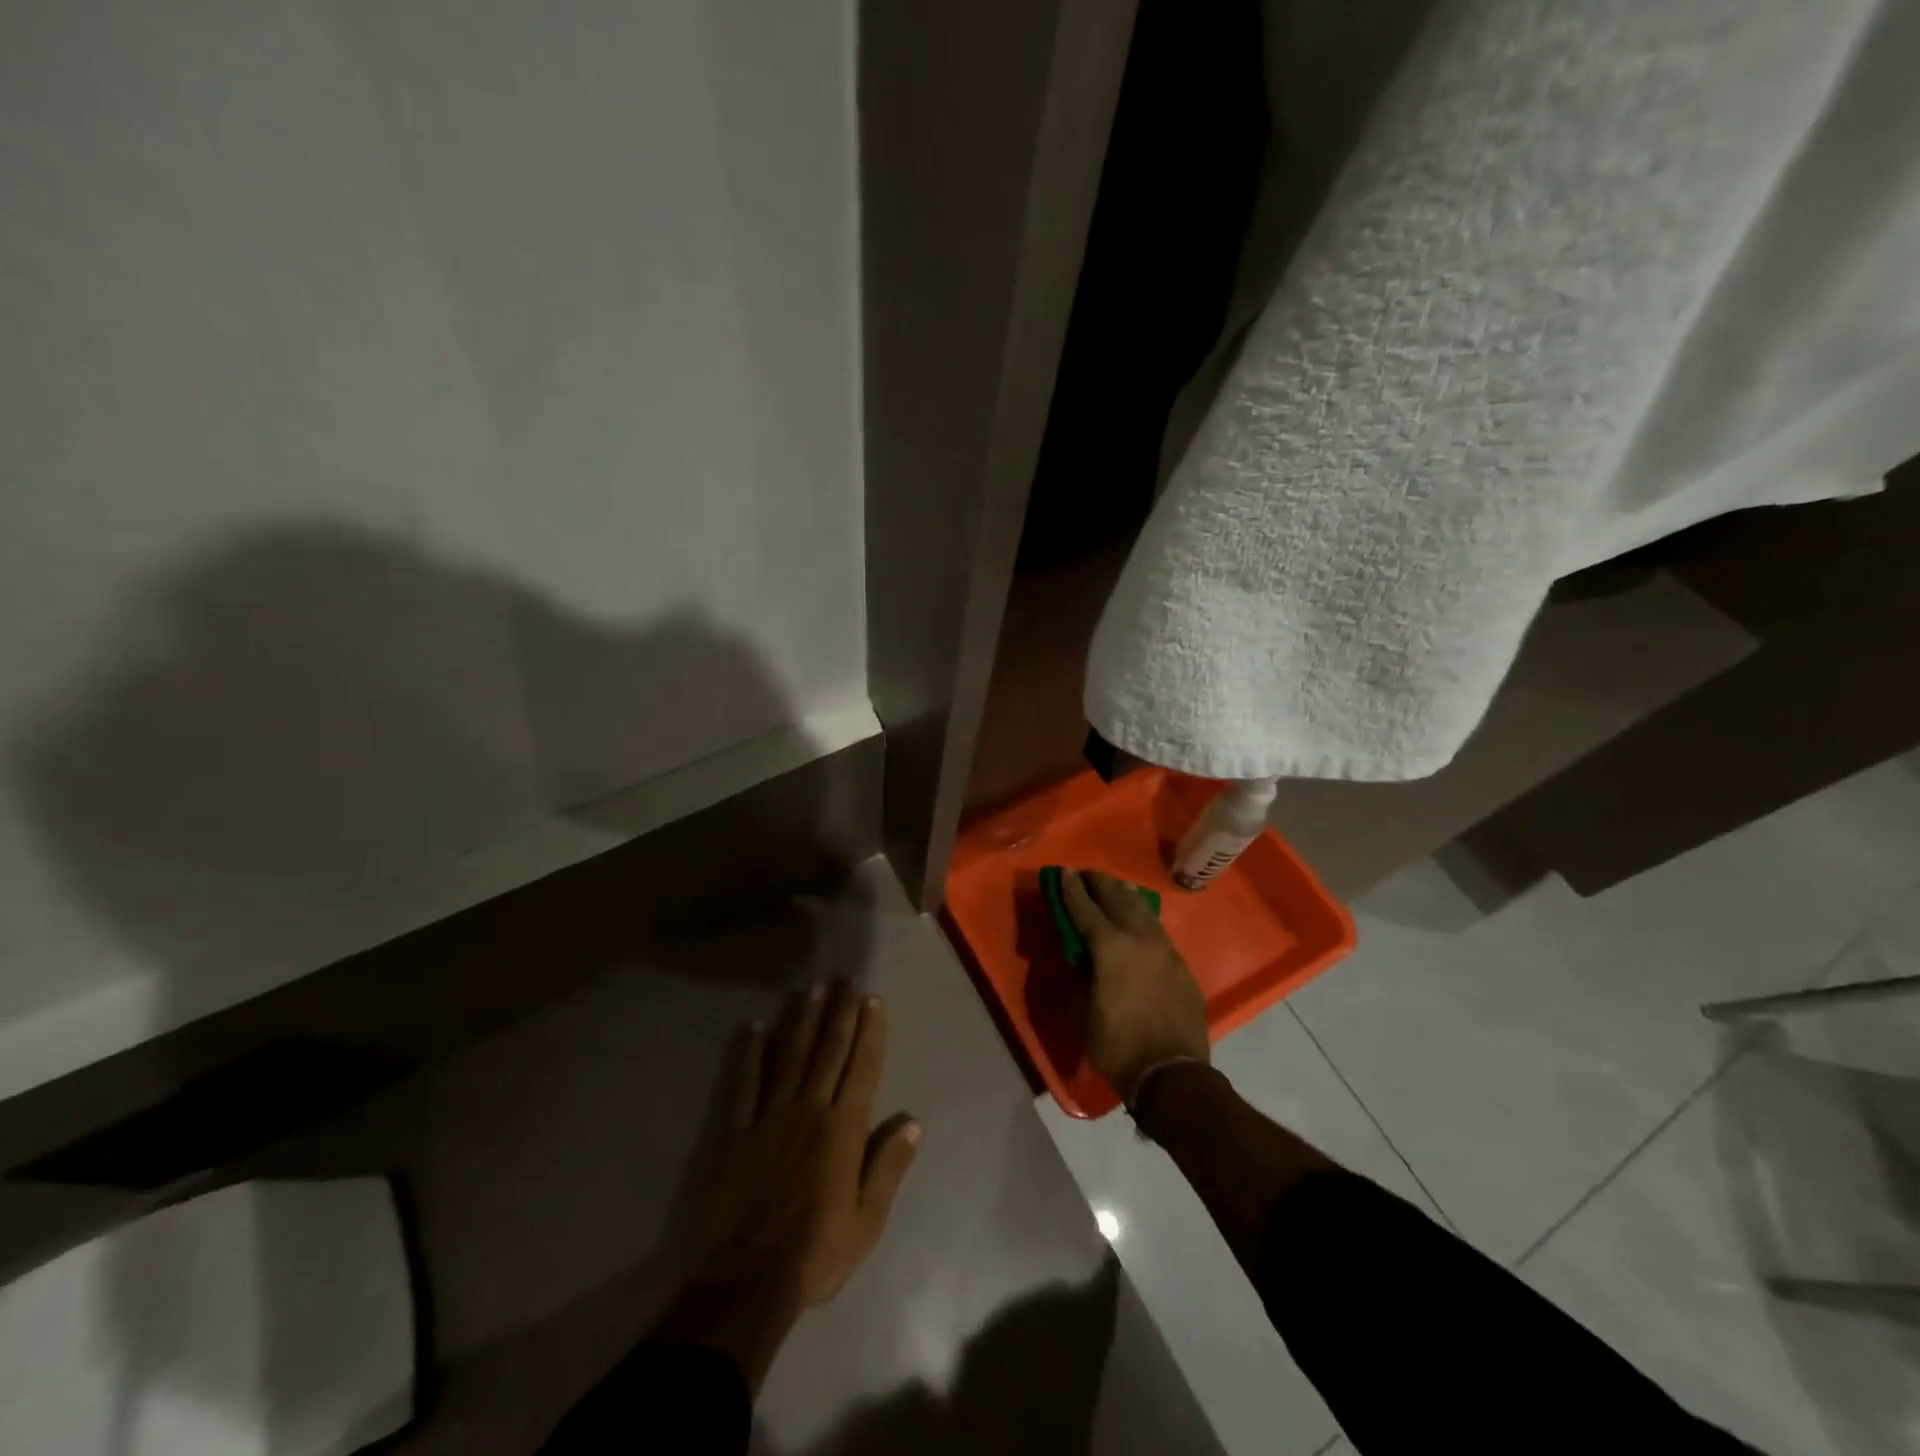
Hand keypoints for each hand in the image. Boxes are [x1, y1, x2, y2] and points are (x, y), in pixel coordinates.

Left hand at [654, 980, 921, 1387]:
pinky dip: (751, 1053)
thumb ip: (888, 1167)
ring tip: (811, 988)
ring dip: (802, 1019)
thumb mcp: (866, 1223)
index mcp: (843, 1131)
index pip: (862, 1068)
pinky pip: (745, 1083)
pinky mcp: (736, 1131)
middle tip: (845, 979)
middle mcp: (809, 1111)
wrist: (744, 1283)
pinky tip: (756, 1027)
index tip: (873, 1000)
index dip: (869, 1031)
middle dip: (840, 1012)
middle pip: (828, 1050)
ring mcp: (769, 1117)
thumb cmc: (814, 1255)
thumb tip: (914, 1122)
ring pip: (790, 1056)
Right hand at [1061, 870, 1210, 1102]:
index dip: (1072, 891)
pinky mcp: (1181, 966)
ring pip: (1143, 911)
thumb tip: (1079, 959)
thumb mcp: (1084, 1013)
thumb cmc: (1118, 1046)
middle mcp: (1140, 939)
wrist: (1173, 1073)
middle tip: (1087, 873)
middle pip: (1118, 900)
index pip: (1086, 910)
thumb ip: (1080, 978)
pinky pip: (1159, 932)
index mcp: (1111, 948)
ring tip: (1115, 885)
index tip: (1064, 873)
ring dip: (1125, 896)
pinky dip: (1144, 919)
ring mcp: (1165, 951)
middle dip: (1100, 884)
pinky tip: (1141, 920)